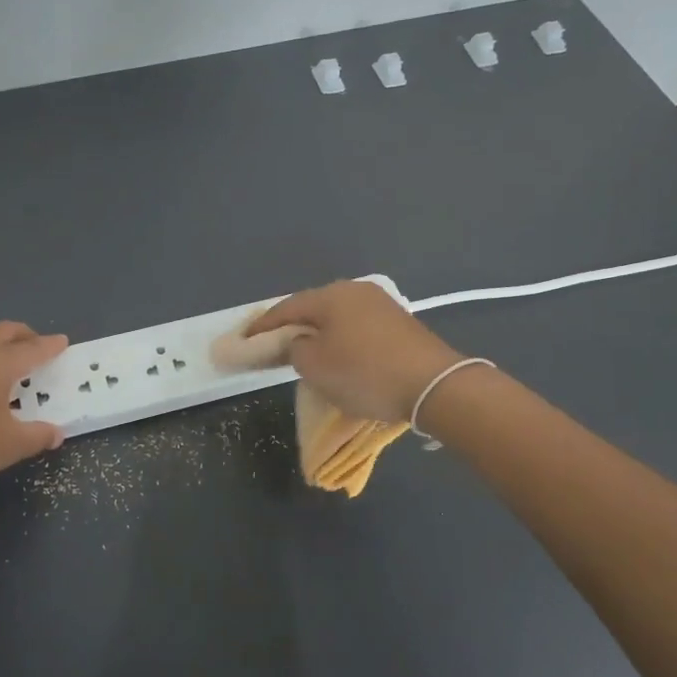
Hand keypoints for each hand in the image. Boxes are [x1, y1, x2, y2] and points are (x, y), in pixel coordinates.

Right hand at [246, 281, 463, 422]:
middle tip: (271, 347)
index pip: (285, 308)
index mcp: (331, 295)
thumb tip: (299, 343)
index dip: (261, 327)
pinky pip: (357, 328)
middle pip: (312, 309)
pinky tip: (338, 357)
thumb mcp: (314, 365)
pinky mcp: (399, 323)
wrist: (434, 385)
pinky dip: (341, 341)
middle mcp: (355, 291)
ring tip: (304, 354)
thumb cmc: (365, 373)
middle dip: (290, 328)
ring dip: (318, 335)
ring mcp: (381, 305)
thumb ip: (294, 348)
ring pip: (336, 318)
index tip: (243, 341)